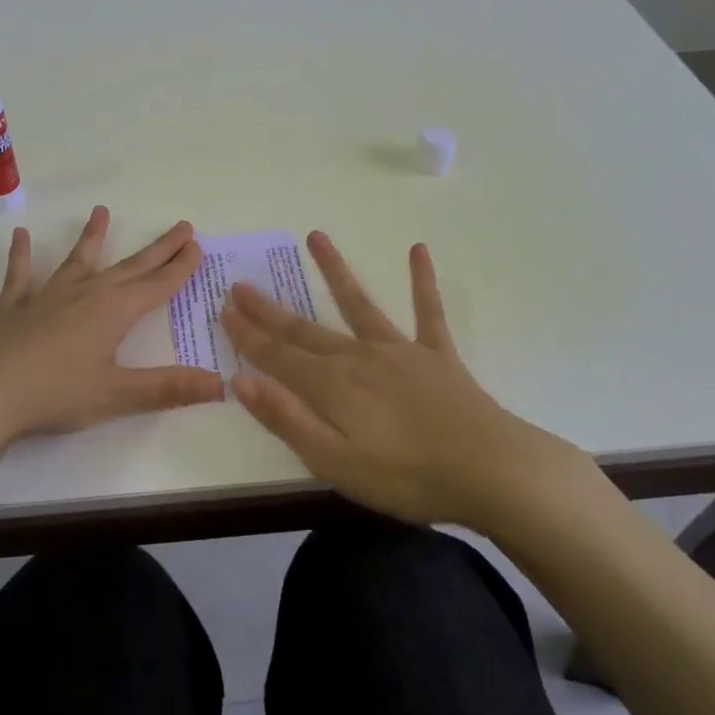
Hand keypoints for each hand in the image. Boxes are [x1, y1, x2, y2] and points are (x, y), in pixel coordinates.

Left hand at [0, 205, 222, 446]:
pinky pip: (21, 276)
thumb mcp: (118, 396)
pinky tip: (20, 236)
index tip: (197, 246)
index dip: (180, 268)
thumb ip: (169, 388)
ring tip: (101, 211)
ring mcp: (48, 297)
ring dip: (92, 237)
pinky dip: (21, 256)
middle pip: (130, 267)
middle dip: (158, 249)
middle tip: (181, 227)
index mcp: (114, 311)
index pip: (157, 285)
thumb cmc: (57, 394)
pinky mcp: (15, 308)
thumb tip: (222, 384)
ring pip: (77, 260)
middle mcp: (86, 294)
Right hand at [220, 231, 590, 527]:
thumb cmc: (407, 477)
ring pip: (359, 303)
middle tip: (242, 284)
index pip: (277, 356)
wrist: (491, 470)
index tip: (223, 309)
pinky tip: (418, 250)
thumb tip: (240, 380)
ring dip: (335, 270)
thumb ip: (286, 419)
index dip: (248, 335)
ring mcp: (400, 351)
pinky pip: (428, 311)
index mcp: (331, 386)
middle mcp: (359, 357)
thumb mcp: (334, 462)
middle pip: (305, 330)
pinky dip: (422, 280)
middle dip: (270, 309)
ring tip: (316, 237)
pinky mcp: (437, 355)